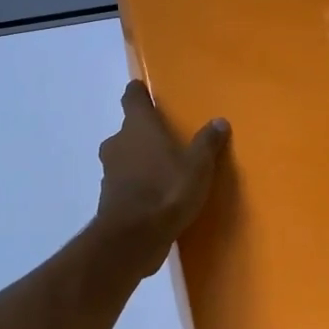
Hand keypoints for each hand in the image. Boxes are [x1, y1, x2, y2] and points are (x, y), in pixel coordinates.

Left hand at [94, 81, 229, 274]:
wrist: (133, 238)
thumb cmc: (167, 190)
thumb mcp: (198, 166)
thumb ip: (207, 142)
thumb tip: (219, 121)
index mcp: (138, 126)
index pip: (132, 97)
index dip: (138, 93)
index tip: (144, 91)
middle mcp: (118, 143)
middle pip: (128, 130)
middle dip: (144, 133)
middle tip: (166, 139)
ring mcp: (109, 172)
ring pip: (124, 157)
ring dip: (139, 160)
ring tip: (164, 169)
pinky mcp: (109, 198)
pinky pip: (125, 183)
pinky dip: (136, 185)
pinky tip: (156, 196)